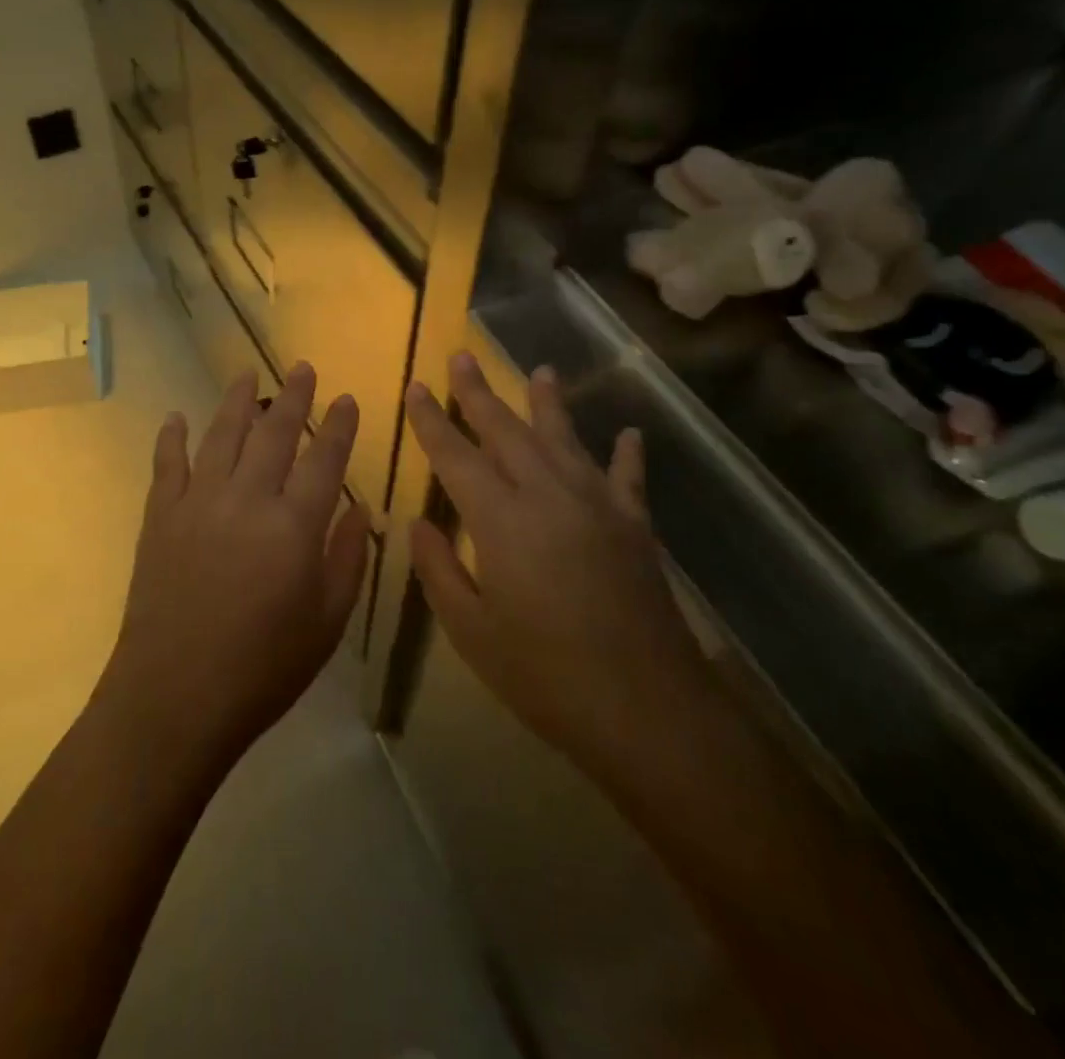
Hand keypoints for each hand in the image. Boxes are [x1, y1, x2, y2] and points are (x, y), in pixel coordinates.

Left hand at [98, 363, 370, 769]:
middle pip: (274, 434)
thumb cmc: (263, 668)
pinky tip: (176, 417)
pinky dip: (172, 437)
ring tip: (247, 374)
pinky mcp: (160, 517)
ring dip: (237, 401)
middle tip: (302, 368)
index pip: (324, 460)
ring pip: (221, 436)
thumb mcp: (326, 622)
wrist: (174, 697)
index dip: (339, 427)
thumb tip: (357, 507)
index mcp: (294, 526)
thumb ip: (346, 559)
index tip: (347, 399)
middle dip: (293, 397)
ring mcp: (197, 503)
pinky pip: (167, 465)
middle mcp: (247, 499)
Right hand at [403, 352, 712, 784]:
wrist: (646, 709)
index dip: (432, 421)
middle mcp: (548, 495)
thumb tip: (418, 522)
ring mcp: (597, 506)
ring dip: (548, 404)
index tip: (417, 388)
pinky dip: (626, 455)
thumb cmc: (545, 674)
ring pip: (565, 439)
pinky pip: (628, 478)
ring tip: (540, 370)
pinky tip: (629, 434)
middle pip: (507, 431)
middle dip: (480, 393)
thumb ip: (439, 569)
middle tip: (462, 356)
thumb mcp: (471, 630)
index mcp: (501, 519)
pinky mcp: (634, 527)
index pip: (456, 456)